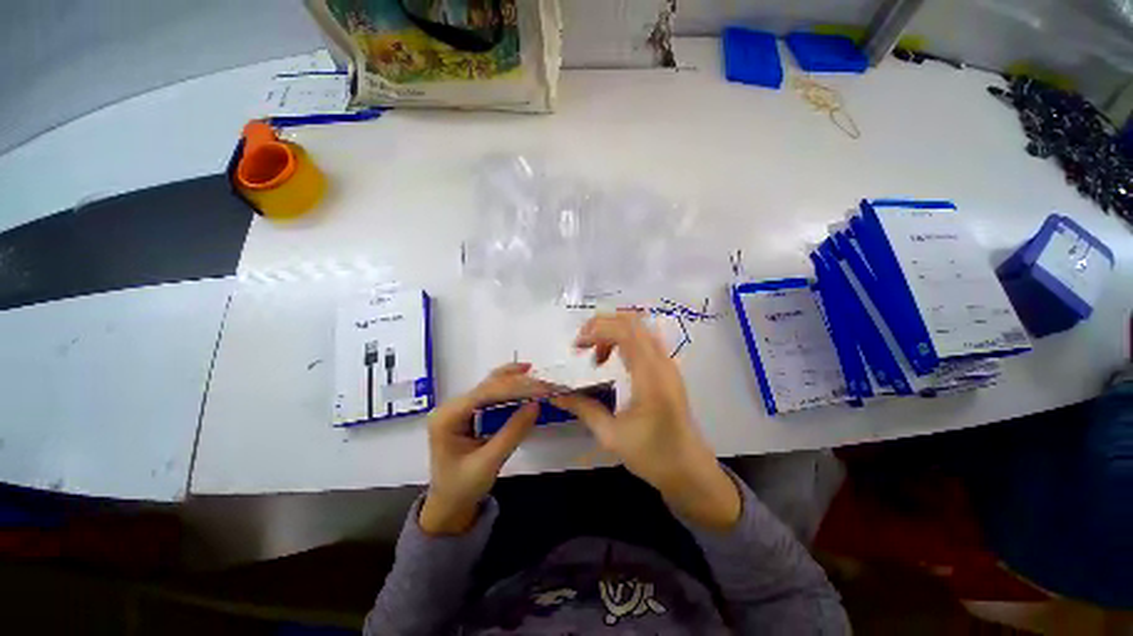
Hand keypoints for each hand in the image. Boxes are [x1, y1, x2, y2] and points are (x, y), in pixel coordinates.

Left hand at [419, 363, 547, 534]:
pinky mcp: (468, 410)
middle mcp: (451, 406)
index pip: (485, 393)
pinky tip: (524, 380)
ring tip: (537, 378)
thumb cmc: (464, 487)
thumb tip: (536, 405)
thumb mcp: (490, 463)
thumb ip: (512, 432)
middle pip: (488, 385)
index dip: (515, 388)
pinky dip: (509, 387)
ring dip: (515, 380)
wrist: (449, 504)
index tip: (541, 389)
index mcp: (448, 417)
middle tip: (544, 384)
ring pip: (490, 385)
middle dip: (517, 382)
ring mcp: (459, 407)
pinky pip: (491, 393)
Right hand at [552, 313, 740, 530]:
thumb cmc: (652, 456)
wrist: (689, 472)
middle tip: (582, 344)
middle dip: (602, 325)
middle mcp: (662, 362)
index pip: (624, 332)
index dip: (596, 330)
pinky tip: (612, 362)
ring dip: (613, 332)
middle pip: (632, 322)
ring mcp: (668, 364)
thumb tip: (555, 395)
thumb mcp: (612, 435)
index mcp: (650, 376)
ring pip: (639, 328)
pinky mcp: (668, 370)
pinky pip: (644, 341)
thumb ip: (583, 408)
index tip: (576, 346)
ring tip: (596, 356)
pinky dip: (624, 341)